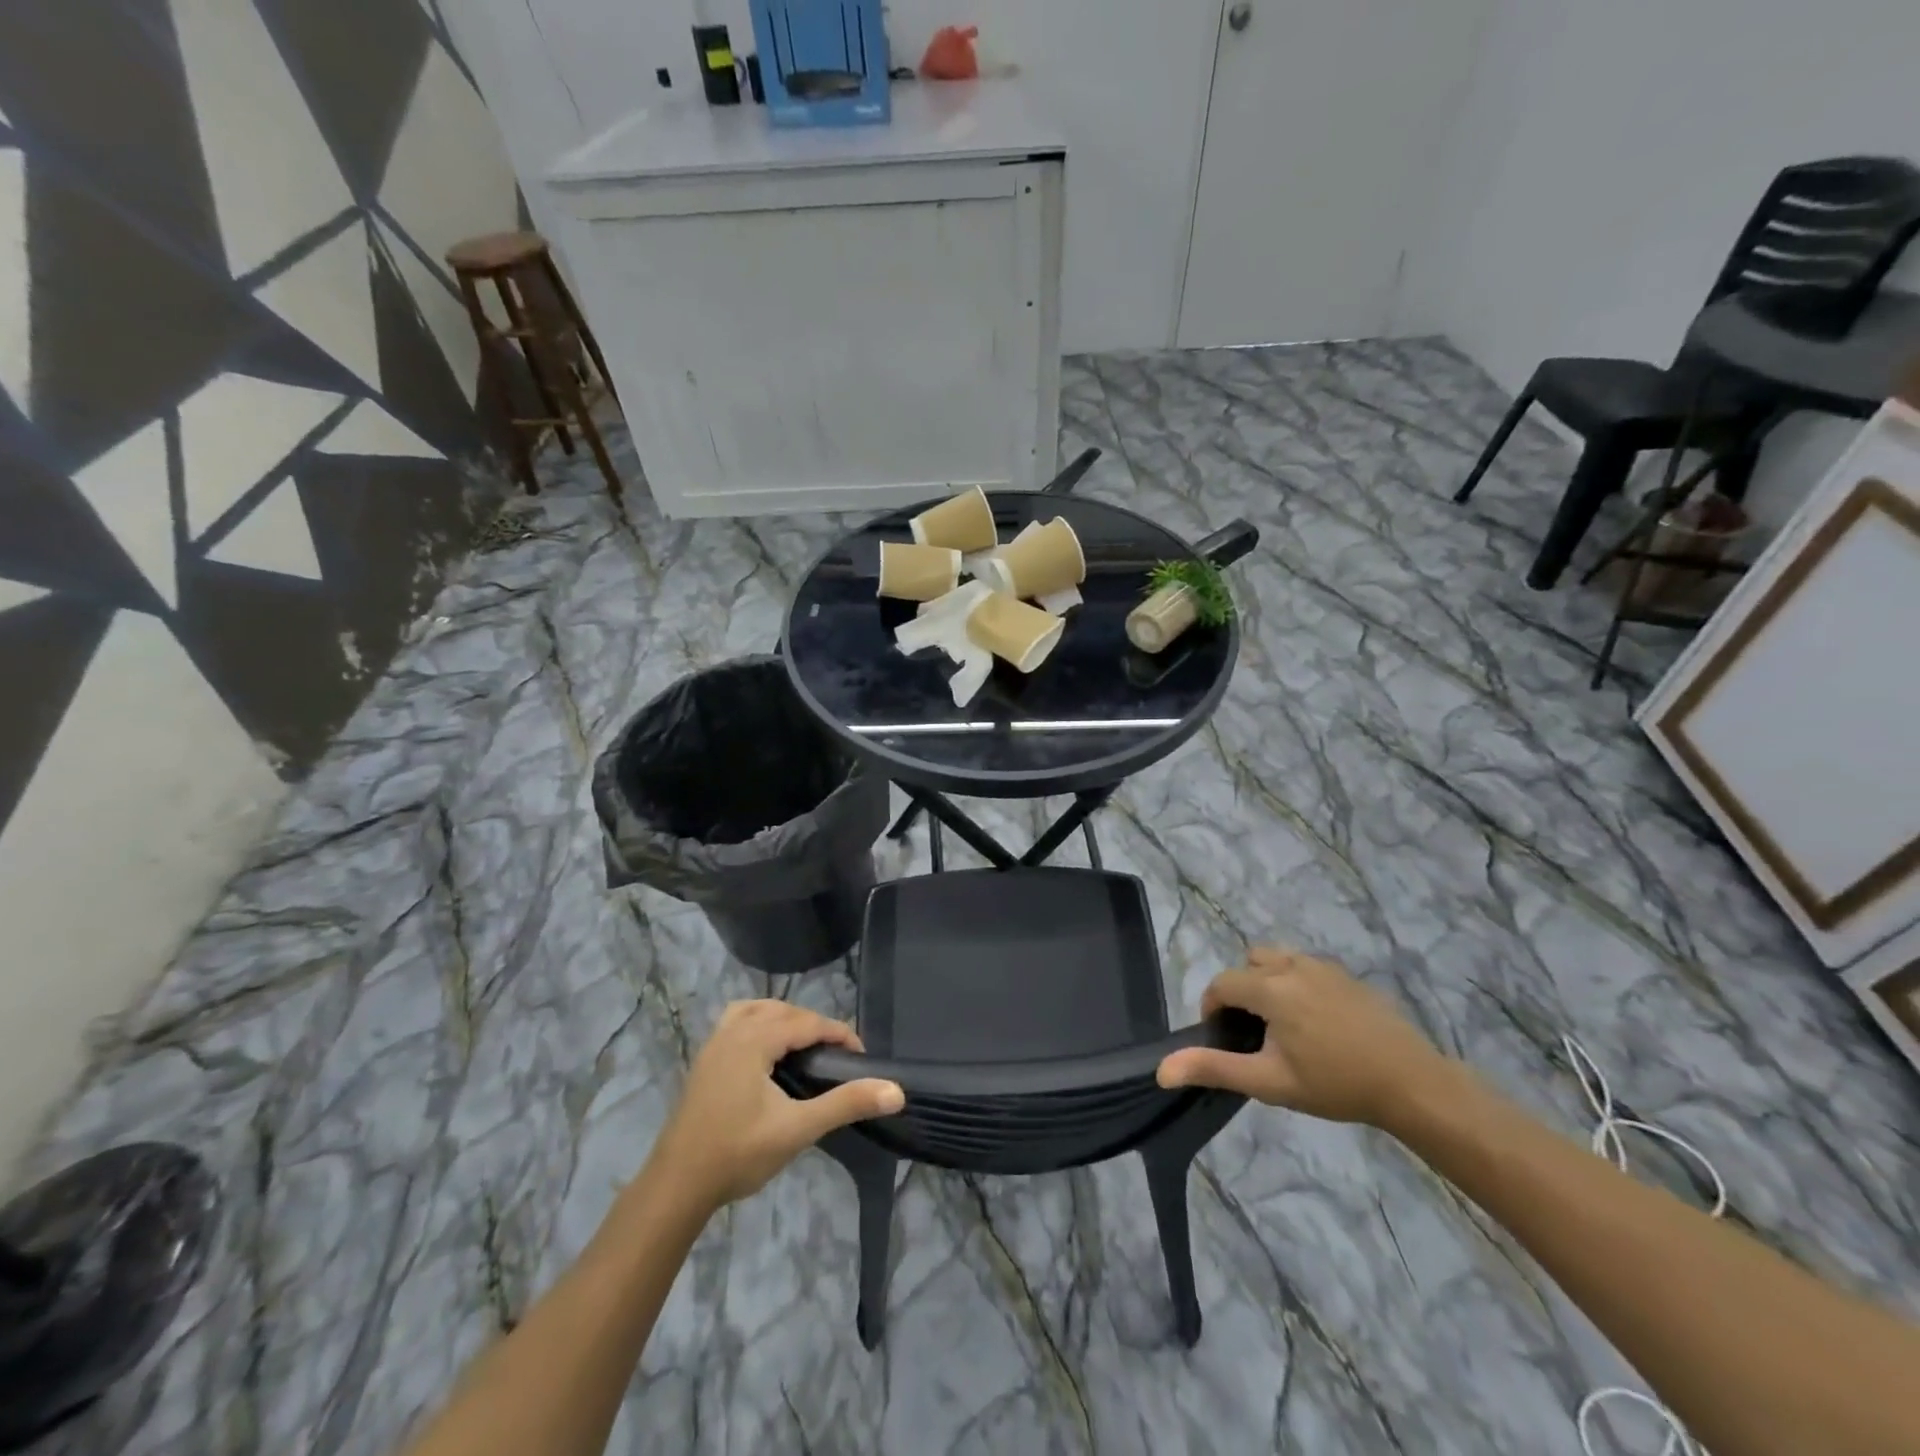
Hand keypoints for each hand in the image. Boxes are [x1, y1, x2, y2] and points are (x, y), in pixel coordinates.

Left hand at [646, 1001, 903, 1214]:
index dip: (838, 1034)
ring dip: (785, 1019)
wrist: (676, 1186)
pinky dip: (759, 1023)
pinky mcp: (704, 1060)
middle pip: (784, 1011)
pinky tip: (766, 1051)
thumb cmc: (738, 1154)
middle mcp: (733, 1031)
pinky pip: (737, 1021)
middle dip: (814, 1026)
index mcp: (754, 1039)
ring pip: (757, 1010)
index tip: (860, 1057)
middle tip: (836, 1057)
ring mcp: (714, 1044)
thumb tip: (896, 1091)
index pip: (808, 1022)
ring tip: (805, 1046)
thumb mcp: (798, 1129)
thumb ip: (846, 1104)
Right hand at [1156, 948, 1455, 1127]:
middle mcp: (1293, 965)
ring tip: (1282, 1024)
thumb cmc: (1335, 1084)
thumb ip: (1214, 1068)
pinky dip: (1296, 984)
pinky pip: (1306, 967)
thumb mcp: (1269, 1082)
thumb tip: (1161, 1070)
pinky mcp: (1347, 976)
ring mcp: (1324, 967)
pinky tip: (1316, 1023)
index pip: (1223, 983)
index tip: (1223, 1038)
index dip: (1213, 1007)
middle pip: (1249, 964)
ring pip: (1278, 960)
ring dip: (1268, 982)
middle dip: (1242, 990)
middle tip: (1254, 1032)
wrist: (1412, 1083)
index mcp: (1270, 987)